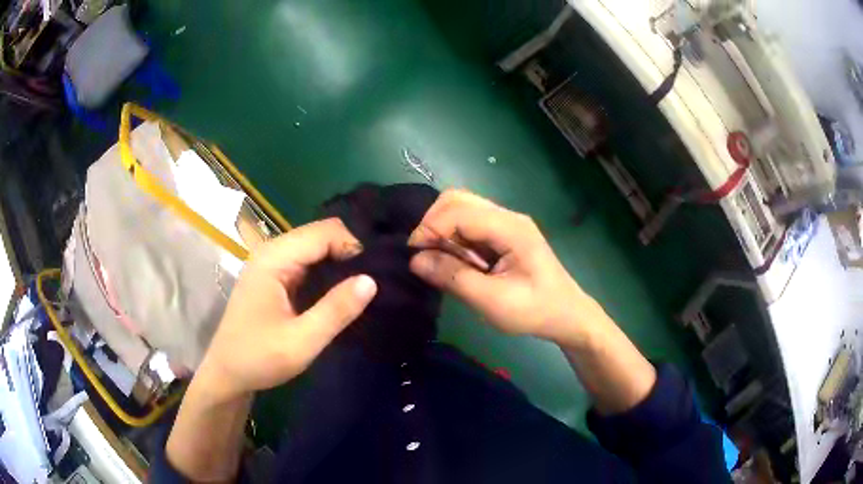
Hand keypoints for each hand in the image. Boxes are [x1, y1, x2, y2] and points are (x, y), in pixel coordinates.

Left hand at [198, 218, 377, 403]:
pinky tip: (336, 294)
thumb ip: (336, 310)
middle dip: (347, 254)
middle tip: (367, 287)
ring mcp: (271, 263)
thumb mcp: (302, 341)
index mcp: (274, 258)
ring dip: (338, 264)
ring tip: (357, 291)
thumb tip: (371, 280)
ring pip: (315, 248)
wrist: (227, 374)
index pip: (326, 232)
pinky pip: (306, 262)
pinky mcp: (273, 277)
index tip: (370, 281)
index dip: (353, 249)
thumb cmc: (259, 358)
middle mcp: (271, 251)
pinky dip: (326, 273)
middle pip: (320, 234)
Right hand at [408, 189, 603, 345]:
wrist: (568, 315)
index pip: (458, 211)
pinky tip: (457, 261)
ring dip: (443, 231)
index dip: (430, 228)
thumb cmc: (534, 310)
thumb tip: (415, 260)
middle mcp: (507, 217)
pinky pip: (470, 225)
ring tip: (440, 261)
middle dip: (433, 223)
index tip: (414, 256)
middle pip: (458, 200)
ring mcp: (506, 223)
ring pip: (462, 209)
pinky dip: (454, 238)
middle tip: (425, 256)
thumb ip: (454, 278)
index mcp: (510, 228)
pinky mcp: (503, 234)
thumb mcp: (492, 301)